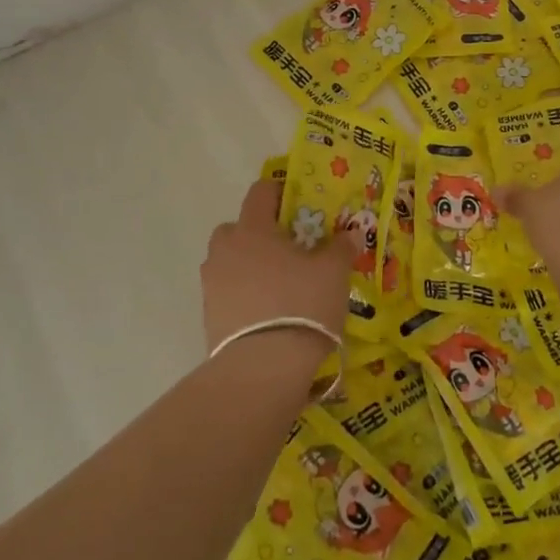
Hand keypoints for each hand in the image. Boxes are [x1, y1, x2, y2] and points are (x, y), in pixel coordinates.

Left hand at [201, 180, 352, 363]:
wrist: (263, 367)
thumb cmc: (301, 305)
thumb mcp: (333, 274)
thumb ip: (341, 248)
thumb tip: (351, 232)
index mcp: (253, 229)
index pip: (260, 192)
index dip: (278, 192)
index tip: (296, 204)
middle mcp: (225, 250)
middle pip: (237, 228)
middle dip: (257, 234)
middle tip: (286, 250)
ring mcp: (212, 284)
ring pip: (228, 262)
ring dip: (247, 266)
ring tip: (277, 286)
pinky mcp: (208, 316)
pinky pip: (227, 293)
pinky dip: (242, 296)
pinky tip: (266, 313)